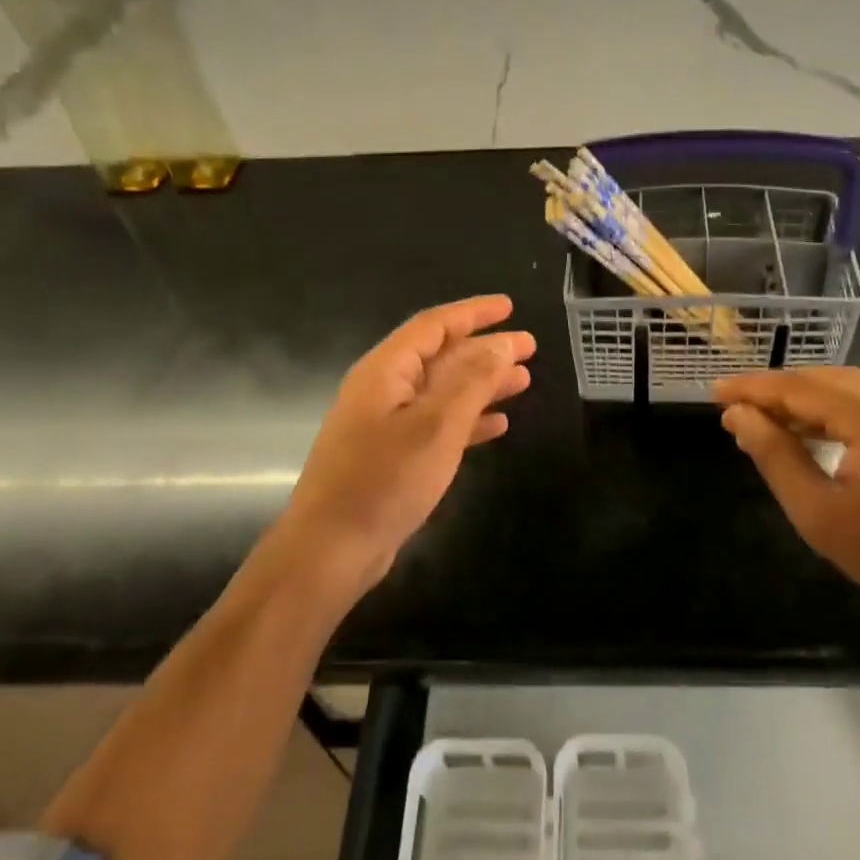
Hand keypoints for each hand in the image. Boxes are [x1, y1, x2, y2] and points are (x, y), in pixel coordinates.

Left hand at [280, 295, 534, 595]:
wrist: (330, 552)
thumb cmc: (384, 481)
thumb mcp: (436, 425)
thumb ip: (472, 380)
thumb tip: (502, 342)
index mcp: (387, 371)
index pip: (434, 326)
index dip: (473, 313)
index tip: (509, 307)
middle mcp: (384, 389)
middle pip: (442, 356)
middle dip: (485, 349)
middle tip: (529, 348)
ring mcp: (387, 424)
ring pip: (444, 391)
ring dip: (482, 384)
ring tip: (523, 380)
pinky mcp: (393, 456)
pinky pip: (437, 424)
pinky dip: (468, 420)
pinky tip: (497, 425)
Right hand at [714, 368, 859, 640]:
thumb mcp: (822, 515)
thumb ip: (775, 457)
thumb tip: (738, 417)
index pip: (797, 388)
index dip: (752, 389)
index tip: (715, 392)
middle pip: (821, 379)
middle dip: (775, 392)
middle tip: (734, 409)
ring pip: (846, 386)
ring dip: (804, 400)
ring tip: (765, 420)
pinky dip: (835, 410)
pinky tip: (813, 431)